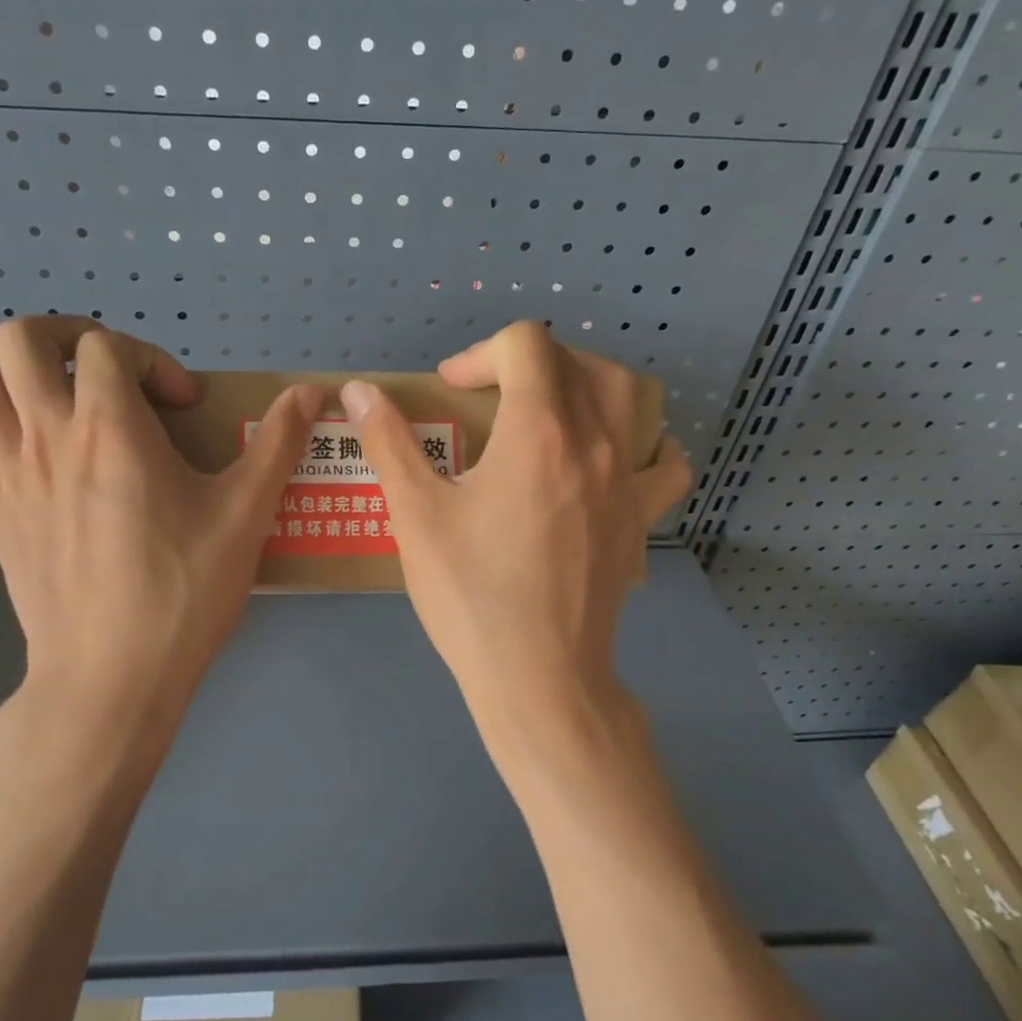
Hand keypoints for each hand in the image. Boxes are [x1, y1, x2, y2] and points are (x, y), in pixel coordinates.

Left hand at [0, 317, 318, 774]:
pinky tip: (41, 468)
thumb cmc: (182, 591)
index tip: (181, 406)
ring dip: (15, 380)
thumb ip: (277, 444)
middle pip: (18, 338)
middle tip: (108, 377)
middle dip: (66, 338)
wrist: (110, 677)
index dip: (150, 358)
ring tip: (62, 411)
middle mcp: (45, 436)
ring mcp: (7, 475)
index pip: (105, 345)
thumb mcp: (245, 515)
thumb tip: (309, 392)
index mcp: (109, 427)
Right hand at [340, 322, 690, 751]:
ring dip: (586, 384)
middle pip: (579, 361)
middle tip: (490, 394)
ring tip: (549, 410)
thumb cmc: (471, 593)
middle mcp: (595, 443)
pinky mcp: (640, 520)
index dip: (480, 353)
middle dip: (529, 361)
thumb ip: (388, 443)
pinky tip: (616, 456)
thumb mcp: (416, 515)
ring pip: (628, 398)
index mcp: (539, 431)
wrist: (538, 675)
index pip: (526, 345)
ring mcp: (627, 482)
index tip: (449, 391)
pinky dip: (644, 443)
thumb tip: (358, 391)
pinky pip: (663, 463)